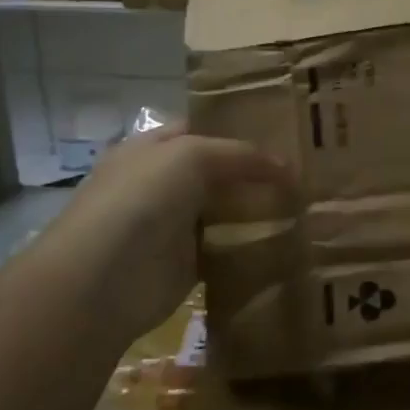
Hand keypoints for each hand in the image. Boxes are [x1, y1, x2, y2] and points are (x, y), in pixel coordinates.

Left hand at [33, 122, 284, 345]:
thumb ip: (240, 155)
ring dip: (258, 209)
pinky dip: (251, 246)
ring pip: (225, 209)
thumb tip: (288, 167)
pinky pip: (226, 248)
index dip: (242, 128)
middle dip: (256, 171)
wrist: (101, 281)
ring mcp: (173, 224)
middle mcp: (162, 182)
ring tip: (307, 204)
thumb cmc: (140, 201)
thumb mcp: (191, 156)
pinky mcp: (186, 264)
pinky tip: (286, 240)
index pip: (204, 129)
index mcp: (153, 147)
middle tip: (307, 170)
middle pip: (218, 170)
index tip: (287, 133)